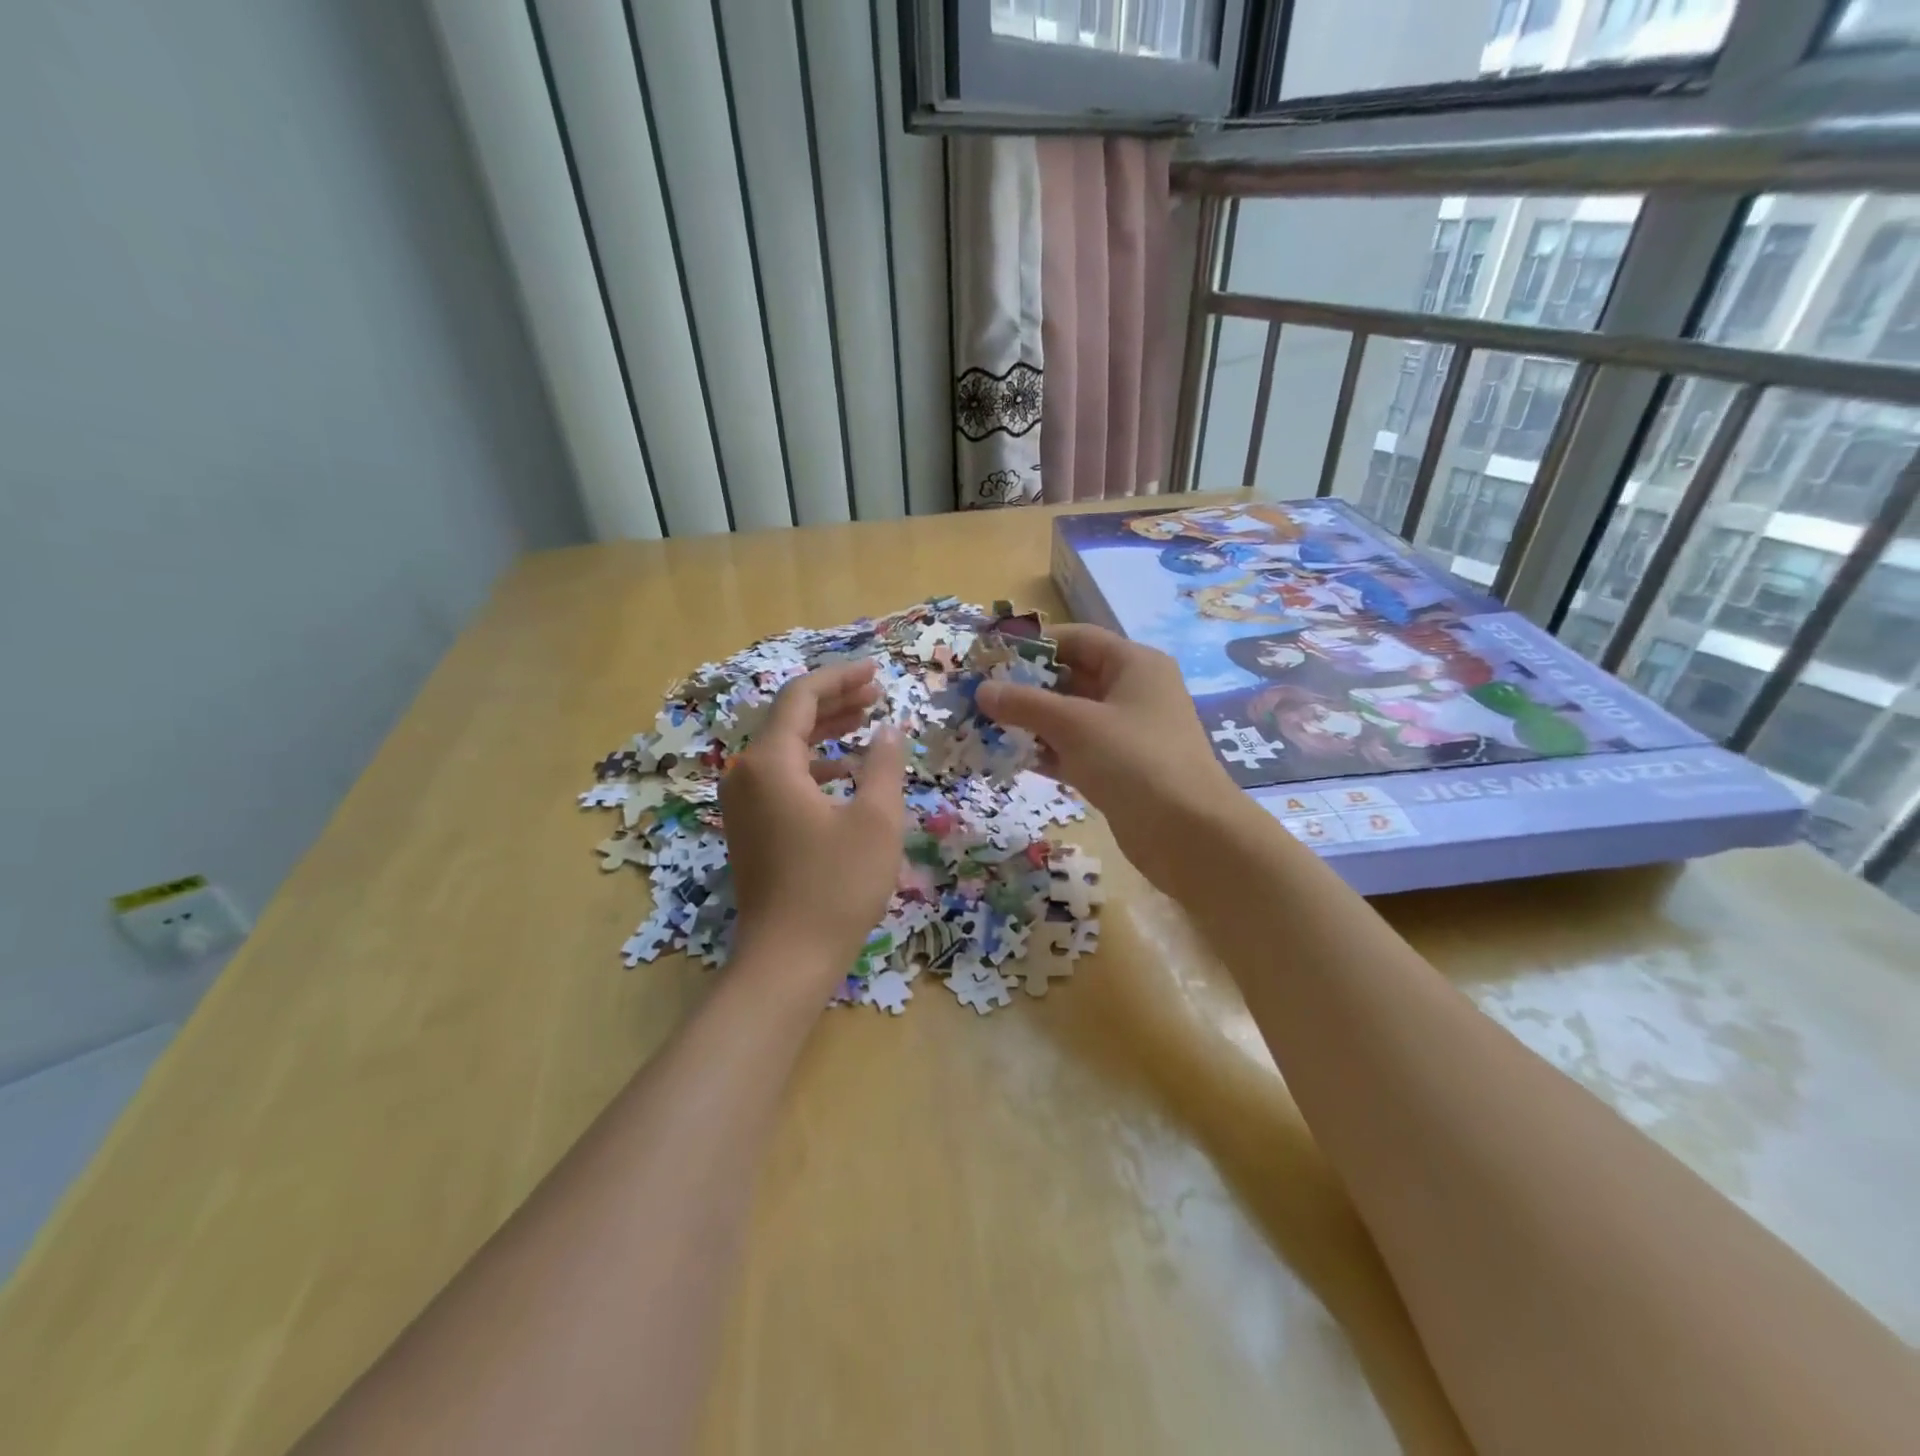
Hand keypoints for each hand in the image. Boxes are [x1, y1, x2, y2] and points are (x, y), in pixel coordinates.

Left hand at [720, 662, 907, 983]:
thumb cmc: (836, 886)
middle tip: (877, 692)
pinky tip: (849, 772)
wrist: (787, 960)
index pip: (800, 697)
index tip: (877, 670)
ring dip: (827, 732)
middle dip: (835, 701)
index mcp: (769, 763)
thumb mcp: (876, 820)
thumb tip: (889, 731)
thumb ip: (884, 765)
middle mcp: (746, 775)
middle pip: (790, 719)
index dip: (840, 677)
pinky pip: (783, 778)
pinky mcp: (751, 828)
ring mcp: (744, 804)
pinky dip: (816, 766)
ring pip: (787, 749)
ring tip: (869, 722)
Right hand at [975, 625, 1240, 891]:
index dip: (1034, 644)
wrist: (1187, 833)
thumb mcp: (1075, 724)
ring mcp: (1127, 733)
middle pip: (1072, 677)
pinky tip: (1010, 757)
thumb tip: (982, 690)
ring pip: (1071, 717)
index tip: (991, 656)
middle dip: (1026, 686)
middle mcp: (1132, 692)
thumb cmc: (1133, 760)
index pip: (1077, 639)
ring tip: (984, 726)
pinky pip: (1075, 749)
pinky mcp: (1120, 769)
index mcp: (1133, 664)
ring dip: (1031, 721)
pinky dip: (1047, 751)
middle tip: (980, 695)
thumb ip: (1025, 704)